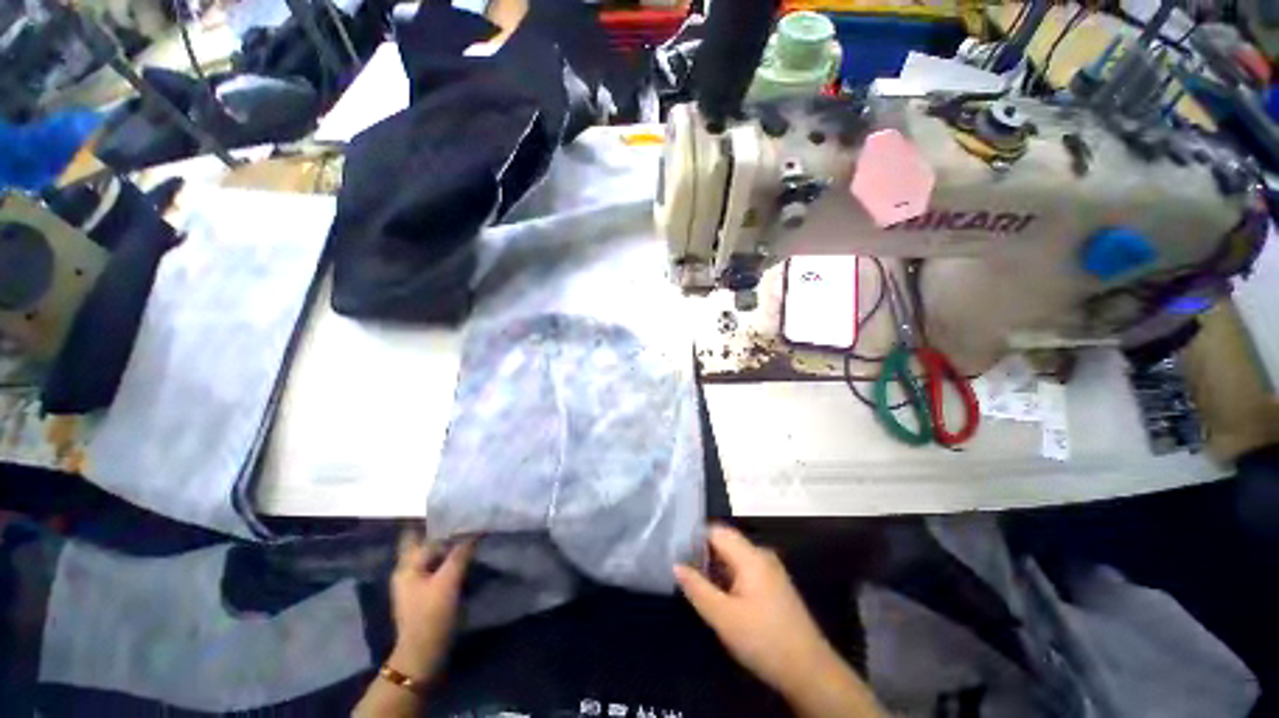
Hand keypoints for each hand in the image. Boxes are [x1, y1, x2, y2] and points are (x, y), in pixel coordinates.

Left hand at [387, 528, 475, 683]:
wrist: (423, 656)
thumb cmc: (431, 616)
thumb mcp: (448, 581)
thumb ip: (461, 552)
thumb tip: (476, 529)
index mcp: (407, 565)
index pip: (419, 533)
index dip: (436, 520)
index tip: (457, 507)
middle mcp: (408, 571)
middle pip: (426, 543)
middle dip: (444, 531)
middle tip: (468, 519)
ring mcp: (416, 584)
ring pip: (434, 556)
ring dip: (450, 546)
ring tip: (472, 534)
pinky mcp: (427, 594)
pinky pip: (439, 568)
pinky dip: (451, 560)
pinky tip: (467, 557)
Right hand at [674, 525, 883, 717]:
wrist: (810, 671)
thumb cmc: (764, 640)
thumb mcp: (723, 617)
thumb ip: (697, 588)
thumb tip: (676, 565)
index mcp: (750, 556)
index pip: (716, 531)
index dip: (695, 539)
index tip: (677, 554)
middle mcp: (762, 556)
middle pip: (726, 543)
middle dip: (704, 555)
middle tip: (685, 573)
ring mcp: (771, 570)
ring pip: (735, 558)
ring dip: (716, 569)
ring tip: (697, 586)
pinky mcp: (774, 586)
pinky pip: (745, 570)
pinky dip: (729, 578)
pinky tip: (721, 598)